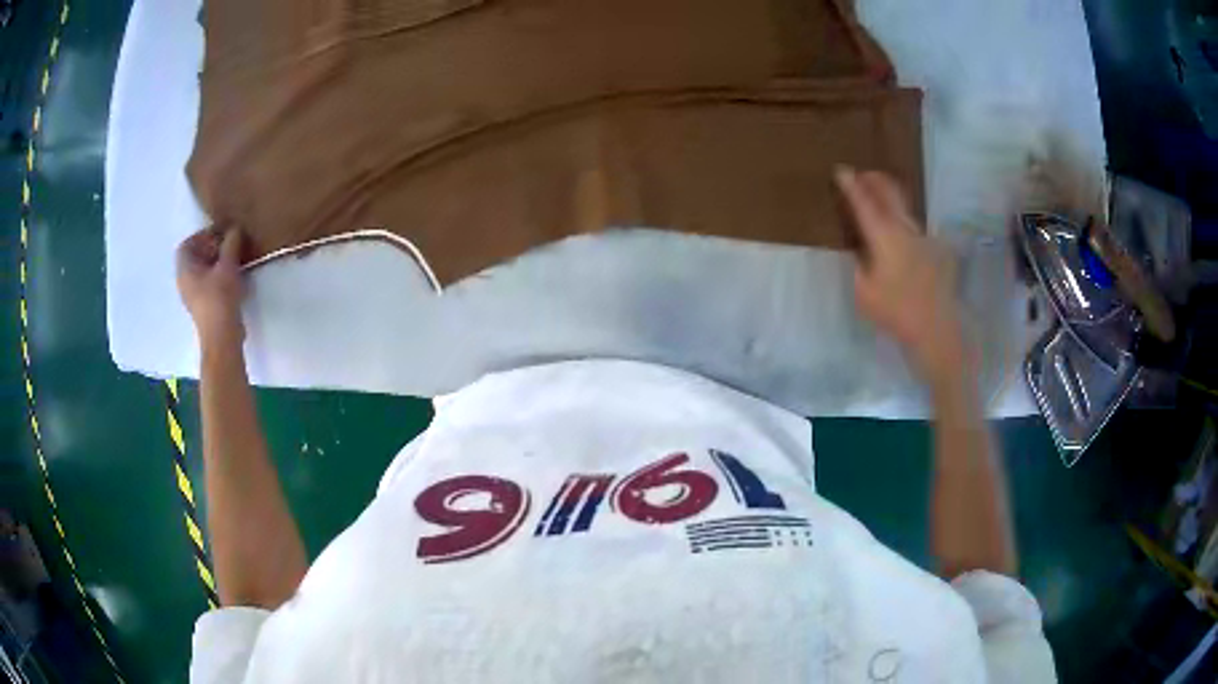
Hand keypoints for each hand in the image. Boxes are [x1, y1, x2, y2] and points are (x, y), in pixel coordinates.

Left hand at [177, 227, 245, 347]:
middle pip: (194, 258)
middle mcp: (184, 282)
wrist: (222, 336)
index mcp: (185, 270)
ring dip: (215, 262)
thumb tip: (235, 228)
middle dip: (210, 248)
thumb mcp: (228, 265)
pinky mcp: (203, 307)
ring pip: (201, 272)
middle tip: (228, 244)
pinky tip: (232, 277)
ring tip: (232, 259)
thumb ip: (231, 243)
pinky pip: (207, 284)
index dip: (201, 236)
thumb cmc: (220, 297)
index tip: (219, 234)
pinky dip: (217, 276)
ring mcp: (193, 297)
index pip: (187, 245)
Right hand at [835, 167, 967, 381]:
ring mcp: (923, 237)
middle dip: (874, 179)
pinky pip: (913, 226)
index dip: (851, 185)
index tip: (841, 170)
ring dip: (889, 198)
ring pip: (903, 207)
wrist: (936, 328)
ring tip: (879, 199)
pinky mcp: (935, 249)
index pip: (864, 202)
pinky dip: (901, 221)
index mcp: (884, 236)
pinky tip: (898, 235)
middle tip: (862, 175)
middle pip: (889, 192)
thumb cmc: (895, 312)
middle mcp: (905, 228)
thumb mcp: (864, 292)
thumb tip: (861, 250)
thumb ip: (859, 265)